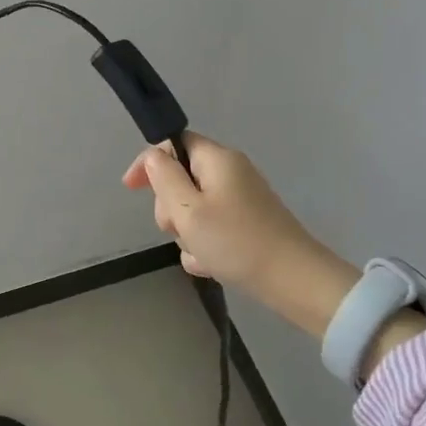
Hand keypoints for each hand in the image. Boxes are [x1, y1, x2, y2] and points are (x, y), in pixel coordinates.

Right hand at [123, 134, 361, 338]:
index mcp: (217, 160)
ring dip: (187, 233)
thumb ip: (164, 178)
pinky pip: (212, 230)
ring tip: (200, 253)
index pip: (173, 144)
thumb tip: (153, 157)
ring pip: (193, 210)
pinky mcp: (248, 226)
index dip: (149, 163)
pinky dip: (205, 246)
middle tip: (178, 229)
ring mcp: (241, 201)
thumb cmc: (236, 241)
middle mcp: (231, 174)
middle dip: (170, 207)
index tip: (131, 189)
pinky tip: (212, 266)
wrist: (294, 282)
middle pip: (181, 179)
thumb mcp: (188, 209)